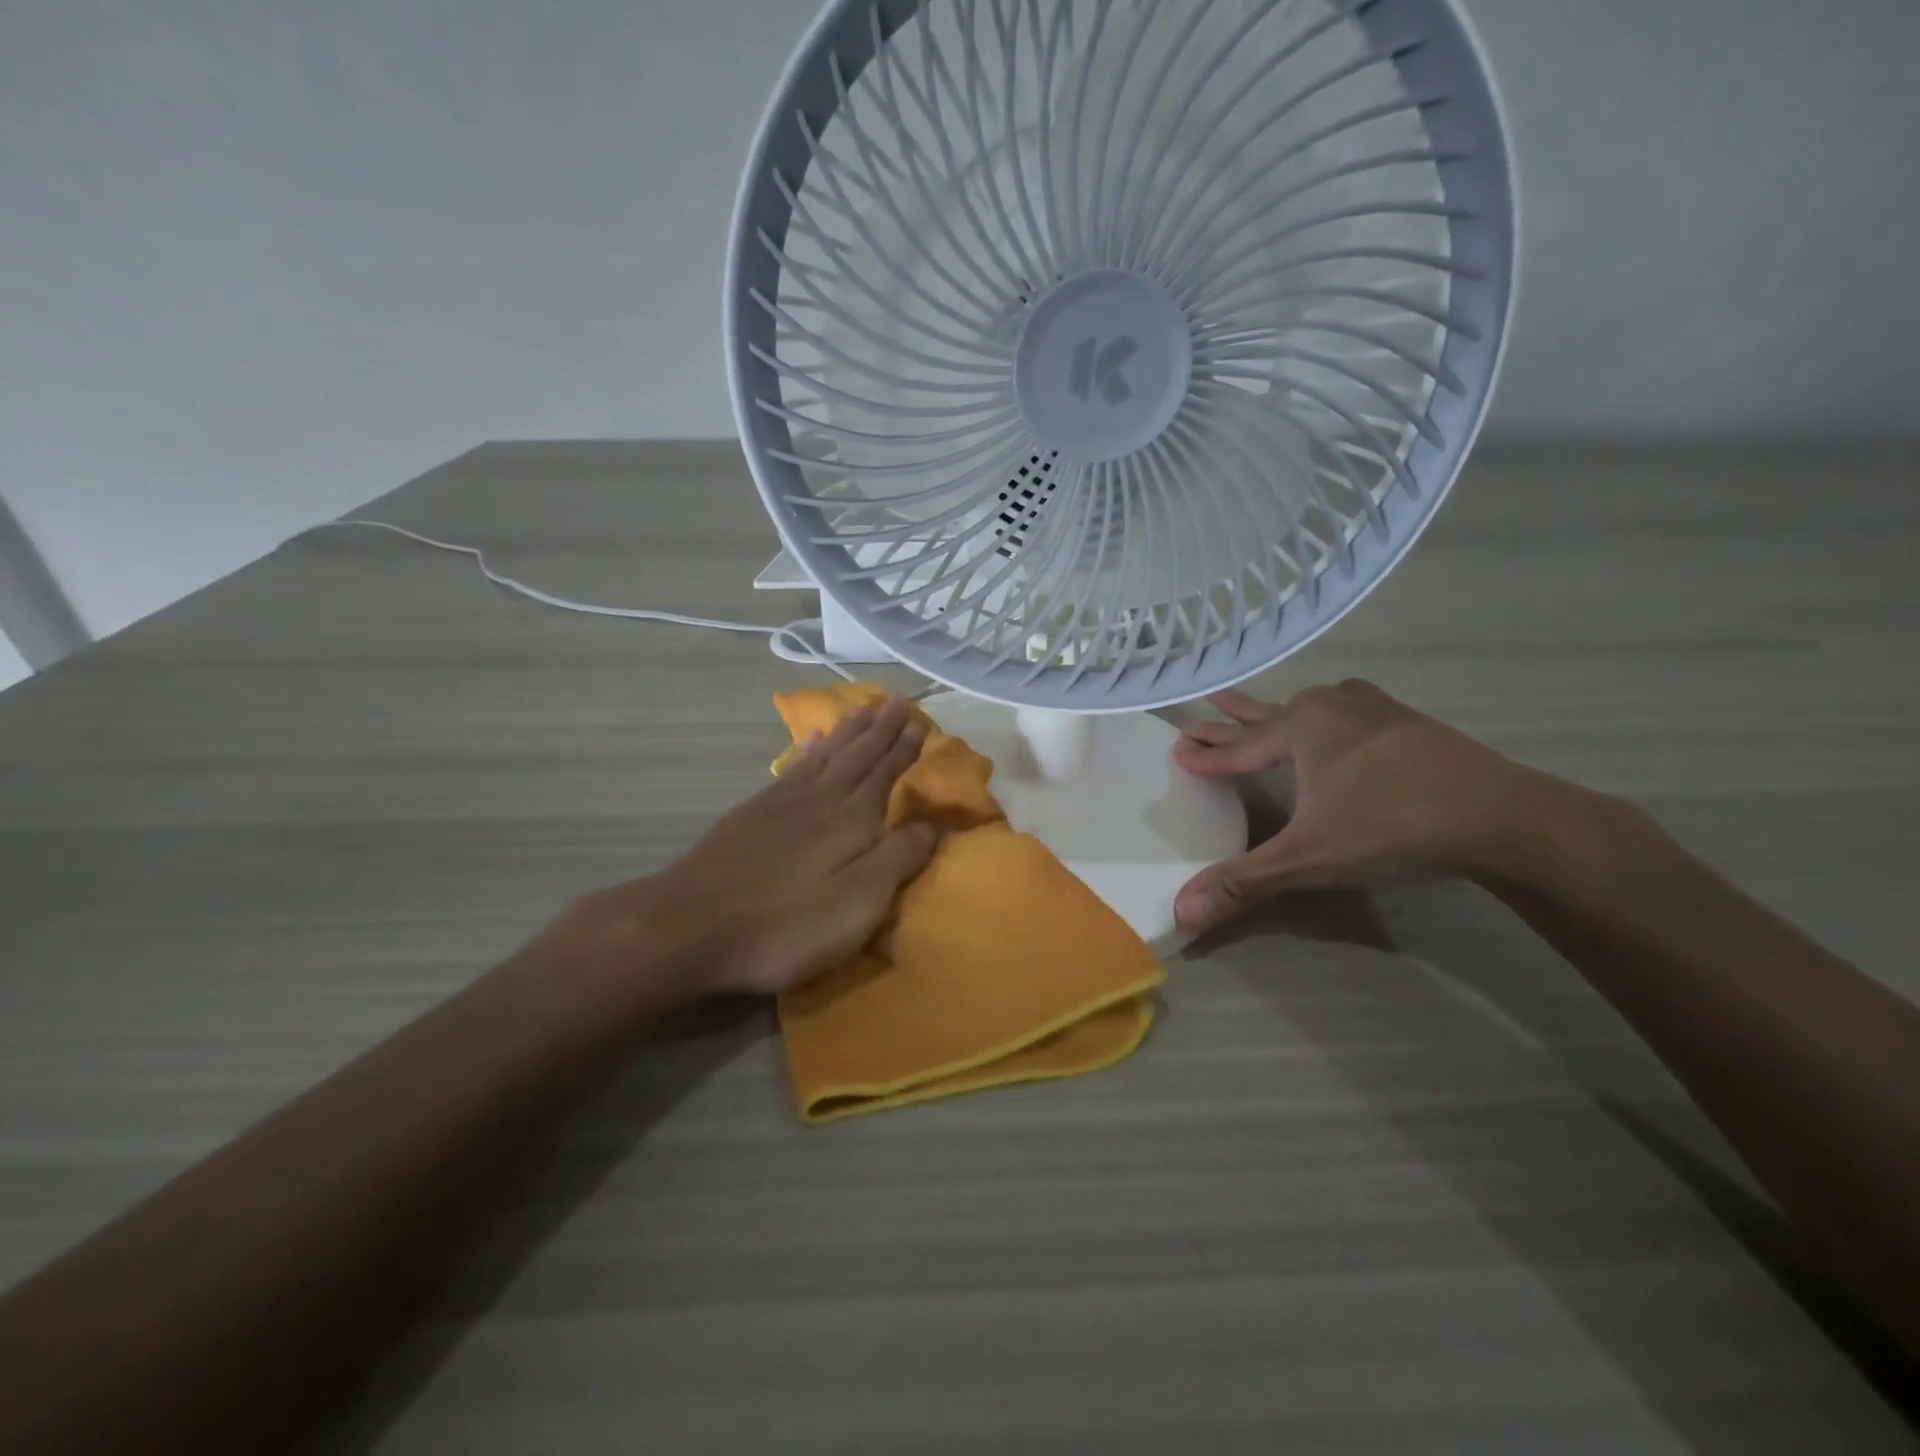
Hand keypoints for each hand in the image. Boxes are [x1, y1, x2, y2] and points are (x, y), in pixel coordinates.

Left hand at [628, 695, 936, 996]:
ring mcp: (782, 804)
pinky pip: (791, 768)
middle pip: (857, 756)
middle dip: (879, 729)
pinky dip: (807, 750)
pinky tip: (812, 739)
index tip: (919, 721)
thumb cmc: (786, 925)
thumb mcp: (858, 902)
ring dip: (847, 731)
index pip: (886, 774)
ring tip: (862, 708)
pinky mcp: (751, 815)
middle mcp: (820, 800)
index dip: (903, 749)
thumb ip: (898, 859)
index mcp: (851, 820)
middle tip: (895, 700)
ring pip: (825, 755)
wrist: (690, 929)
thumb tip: (934, 824)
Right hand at [1172, 679, 1544, 934]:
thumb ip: (1242, 884)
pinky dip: (1322, 711)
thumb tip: (1180, 915)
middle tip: (1199, 708)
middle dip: (1230, 719)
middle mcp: (1328, 707)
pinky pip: (1344, 708)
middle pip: (1265, 717)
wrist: (1502, 815)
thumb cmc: (1391, 827)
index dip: (1206, 754)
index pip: (1237, 747)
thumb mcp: (1308, 859)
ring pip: (1307, 706)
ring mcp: (1370, 708)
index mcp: (1299, 729)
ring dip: (1276, 710)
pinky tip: (1334, 713)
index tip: (1177, 748)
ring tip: (1256, 707)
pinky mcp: (1404, 720)